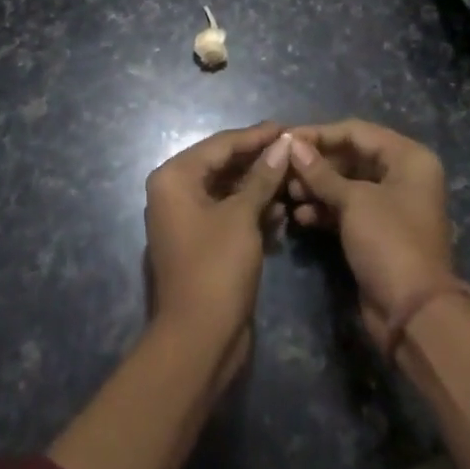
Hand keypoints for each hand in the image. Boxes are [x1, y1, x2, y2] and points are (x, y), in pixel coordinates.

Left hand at [144, 123, 291, 358]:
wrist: (198, 341)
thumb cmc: (216, 268)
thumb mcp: (242, 216)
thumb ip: (262, 176)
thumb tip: (283, 143)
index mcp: (174, 177)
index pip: (221, 144)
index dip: (256, 135)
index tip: (288, 127)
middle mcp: (174, 192)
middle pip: (223, 165)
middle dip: (259, 161)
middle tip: (295, 151)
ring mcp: (186, 220)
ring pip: (228, 191)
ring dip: (259, 187)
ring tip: (294, 180)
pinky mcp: (201, 243)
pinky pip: (228, 215)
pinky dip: (252, 212)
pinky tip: (282, 213)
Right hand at [286, 120, 457, 346]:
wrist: (413, 314)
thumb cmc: (389, 242)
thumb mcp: (354, 201)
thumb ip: (321, 172)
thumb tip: (292, 144)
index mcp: (408, 158)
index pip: (356, 132)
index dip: (320, 134)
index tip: (285, 138)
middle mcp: (402, 175)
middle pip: (351, 156)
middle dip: (316, 163)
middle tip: (282, 168)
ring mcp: (390, 205)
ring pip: (346, 184)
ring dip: (316, 187)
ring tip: (286, 193)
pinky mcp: (377, 232)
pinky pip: (347, 209)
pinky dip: (324, 210)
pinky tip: (299, 216)